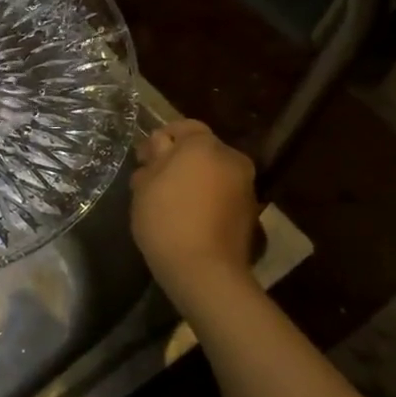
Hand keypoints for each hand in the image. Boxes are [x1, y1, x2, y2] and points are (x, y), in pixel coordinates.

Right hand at [129, 119, 259, 302]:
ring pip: (214, 173)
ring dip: (195, 180)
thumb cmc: (166, 218)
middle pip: (202, 150)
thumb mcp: (145, 184)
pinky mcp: (251, 213)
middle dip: (180, 160)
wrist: (204, 270)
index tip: (145, 157)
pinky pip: (223, 195)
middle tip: (154, 180)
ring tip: (170, 201)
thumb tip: (161, 144)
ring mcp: (246, 187)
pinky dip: (208, 198)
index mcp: (204, 146)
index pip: (185, 126)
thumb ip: (154, 157)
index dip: (163, 137)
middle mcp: (231, 159)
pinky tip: (189, 217)